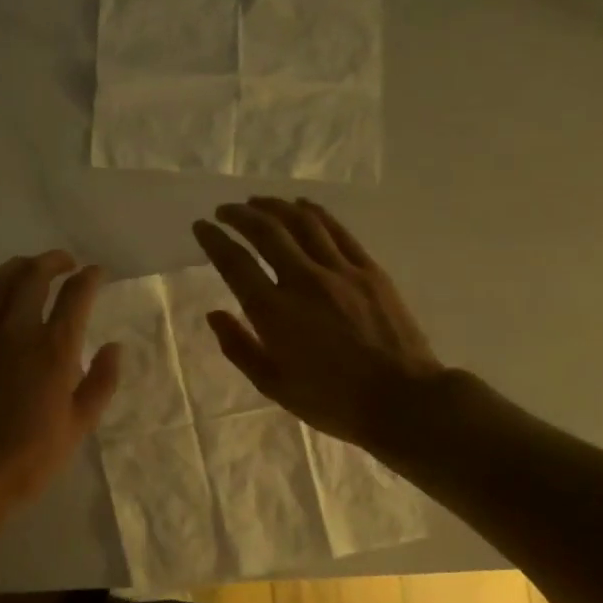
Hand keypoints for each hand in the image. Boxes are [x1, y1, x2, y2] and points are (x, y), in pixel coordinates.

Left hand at [0, 251, 120, 532]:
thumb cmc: (30, 456)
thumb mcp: (80, 425)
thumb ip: (102, 381)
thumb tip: (114, 346)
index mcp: (53, 350)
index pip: (75, 296)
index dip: (90, 278)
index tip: (97, 273)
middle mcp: (16, 330)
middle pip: (34, 276)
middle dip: (54, 261)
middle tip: (66, 262)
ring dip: (19, 267)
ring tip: (32, 268)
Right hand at [192, 197, 445, 454]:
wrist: (402, 400)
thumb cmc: (332, 401)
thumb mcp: (273, 385)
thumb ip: (239, 347)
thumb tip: (214, 314)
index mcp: (274, 312)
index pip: (235, 263)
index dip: (214, 240)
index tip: (201, 227)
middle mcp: (303, 281)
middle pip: (266, 232)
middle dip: (240, 215)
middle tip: (225, 209)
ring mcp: (340, 271)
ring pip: (302, 223)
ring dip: (274, 207)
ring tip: (257, 201)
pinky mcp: (369, 270)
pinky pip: (337, 231)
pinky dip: (314, 213)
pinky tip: (302, 205)